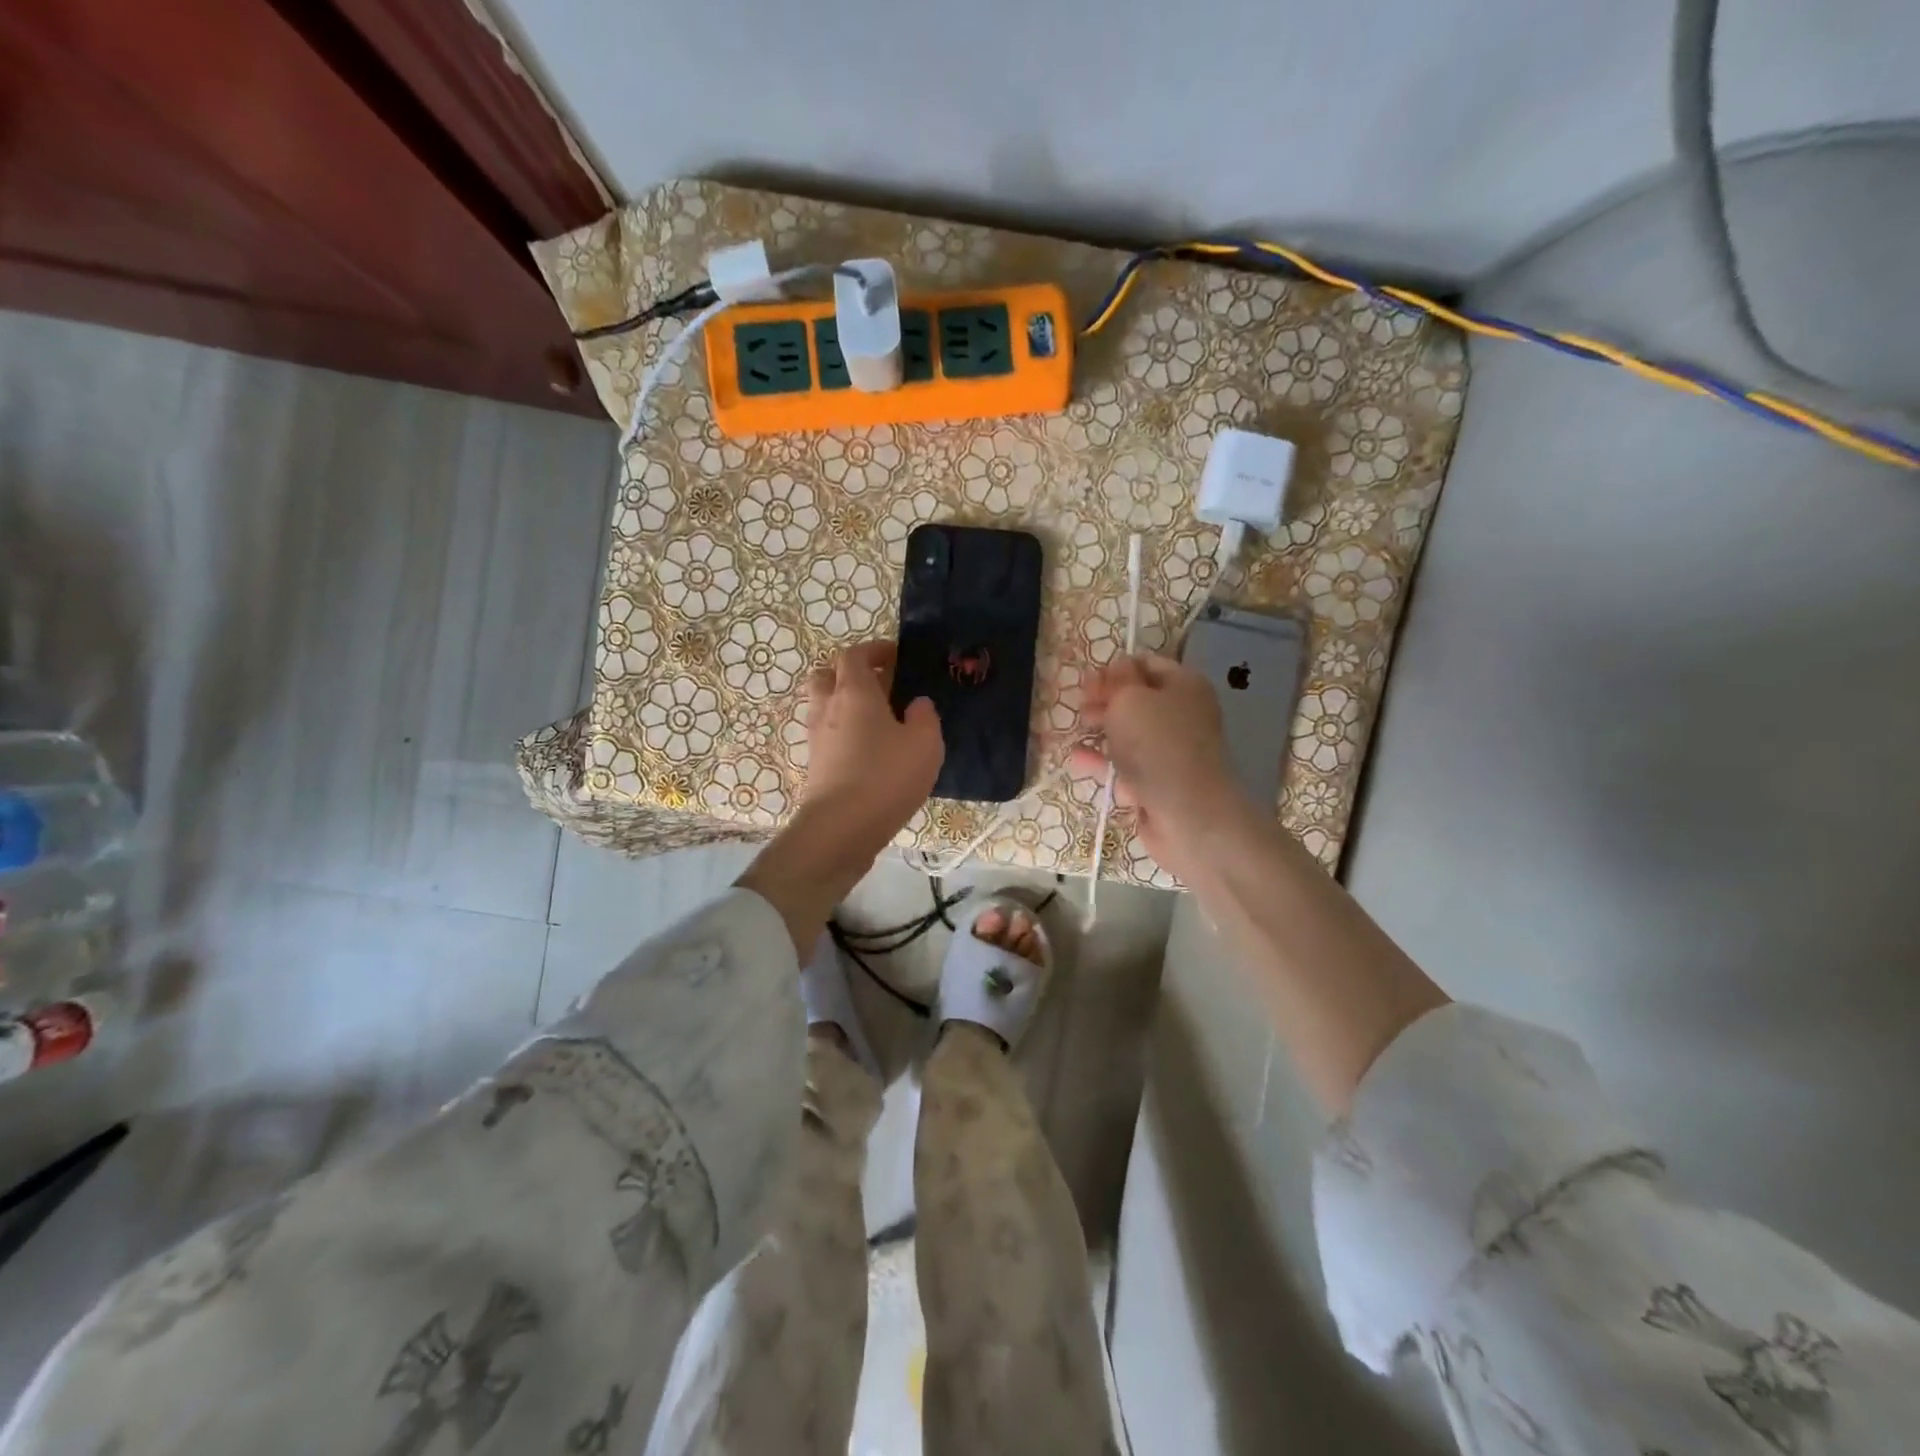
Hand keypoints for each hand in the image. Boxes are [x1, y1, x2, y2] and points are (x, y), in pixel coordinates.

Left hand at [738, 641, 943, 955]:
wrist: (840, 829)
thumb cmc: (885, 777)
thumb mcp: (924, 743)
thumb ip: (924, 716)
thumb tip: (917, 704)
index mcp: (854, 692)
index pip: (854, 655)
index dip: (874, 650)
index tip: (896, 656)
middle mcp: (828, 708)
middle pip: (828, 675)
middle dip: (851, 673)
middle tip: (881, 685)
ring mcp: (817, 738)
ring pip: (824, 705)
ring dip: (846, 703)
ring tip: (879, 719)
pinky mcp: (816, 765)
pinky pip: (828, 734)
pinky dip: (845, 731)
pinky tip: (871, 750)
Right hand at [1069, 651, 1250, 877]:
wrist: (1186, 813)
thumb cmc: (1157, 745)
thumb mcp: (1130, 698)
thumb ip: (1118, 679)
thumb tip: (1118, 670)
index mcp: (1185, 685)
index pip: (1146, 665)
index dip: (1115, 670)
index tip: (1087, 683)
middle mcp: (1182, 715)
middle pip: (1137, 700)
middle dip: (1106, 701)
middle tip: (1080, 707)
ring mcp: (1171, 752)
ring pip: (1129, 734)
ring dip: (1102, 731)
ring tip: (1077, 730)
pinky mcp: (1158, 783)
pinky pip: (1126, 766)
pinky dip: (1103, 761)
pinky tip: (1077, 759)